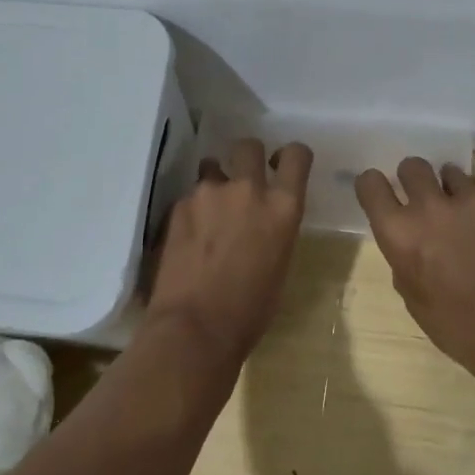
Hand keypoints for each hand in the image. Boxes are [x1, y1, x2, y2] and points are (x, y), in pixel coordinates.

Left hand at [144, 139, 313, 363]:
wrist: (195, 328)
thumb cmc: (250, 311)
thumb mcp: (280, 265)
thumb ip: (275, 230)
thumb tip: (264, 223)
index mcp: (283, 208)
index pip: (297, 155)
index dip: (291, 156)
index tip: (282, 165)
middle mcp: (248, 189)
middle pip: (249, 146)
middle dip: (247, 157)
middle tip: (242, 179)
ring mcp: (208, 193)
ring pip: (212, 166)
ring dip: (214, 181)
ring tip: (209, 211)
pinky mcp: (178, 206)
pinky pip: (189, 196)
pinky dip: (191, 210)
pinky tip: (187, 237)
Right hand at [354, 158, 474, 385]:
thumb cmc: (457, 326)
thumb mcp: (412, 296)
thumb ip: (403, 256)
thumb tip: (410, 237)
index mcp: (400, 233)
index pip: (370, 183)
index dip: (375, 186)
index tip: (384, 194)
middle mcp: (431, 207)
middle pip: (412, 166)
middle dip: (416, 180)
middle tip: (428, 201)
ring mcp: (473, 199)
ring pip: (452, 172)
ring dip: (454, 190)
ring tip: (468, 215)